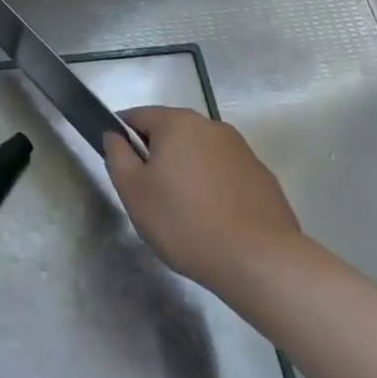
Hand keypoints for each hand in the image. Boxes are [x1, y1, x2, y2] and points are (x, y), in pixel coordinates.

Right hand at [103, 106, 305, 292]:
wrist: (260, 261)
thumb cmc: (185, 222)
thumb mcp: (134, 192)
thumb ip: (117, 156)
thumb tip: (114, 136)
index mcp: (177, 123)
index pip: (137, 116)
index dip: (122, 138)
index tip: (122, 168)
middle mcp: (211, 126)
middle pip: (171, 133)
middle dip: (157, 157)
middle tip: (150, 195)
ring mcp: (241, 149)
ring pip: (199, 153)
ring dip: (186, 172)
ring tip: (184, 213)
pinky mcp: (262, 176)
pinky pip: (225, 173)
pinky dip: (214, 187)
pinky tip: (215, 220)